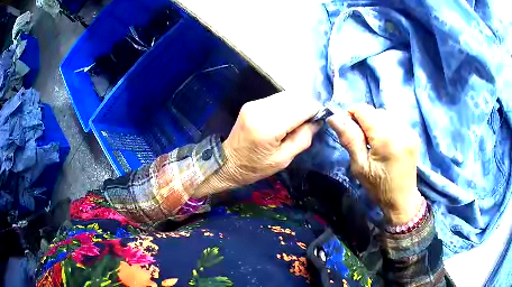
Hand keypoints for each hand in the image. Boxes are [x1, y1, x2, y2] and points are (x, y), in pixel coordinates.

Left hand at [193, 91, 321, 196]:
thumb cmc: (255, 167)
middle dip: (307, 106)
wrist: (227, 162)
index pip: (302, 107)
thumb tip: (317, 121)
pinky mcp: (252, 103)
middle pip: (295, 97)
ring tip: (298, 121)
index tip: (320, 119)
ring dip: (297, 105)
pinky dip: (287, 105)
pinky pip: (277, 99)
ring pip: (287, 95)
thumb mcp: (283, 160)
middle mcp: (261, 109)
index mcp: (269, 126)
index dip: (315, 110)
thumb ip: (303, 138)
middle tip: (310, 122)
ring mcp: (254, 104)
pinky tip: (286, 118)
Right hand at [327, 104, 422, 224]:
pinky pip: (395, 121)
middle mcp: (400, 130)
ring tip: (375, 142)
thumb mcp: (360, 166)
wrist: (402, 199)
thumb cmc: (378, 187)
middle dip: (365, 120)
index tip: (348, 129)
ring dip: (376, 123)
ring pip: (386, 114)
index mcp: (386, 139)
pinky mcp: (413, 134)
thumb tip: (334, 117)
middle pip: (375, 111)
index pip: (364, 110)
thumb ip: (349, 139)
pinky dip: (386, 126)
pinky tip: (386, 142)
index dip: (352, 114)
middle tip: (362, 140)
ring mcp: (409, 131)